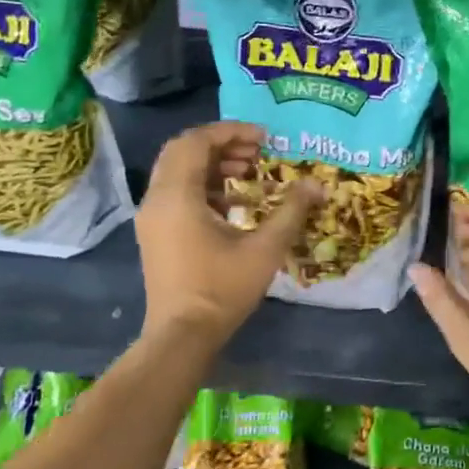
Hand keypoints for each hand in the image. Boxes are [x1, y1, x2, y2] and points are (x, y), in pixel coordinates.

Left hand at [136, 122, 321, 348]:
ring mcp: (152, 218)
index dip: (230, 132)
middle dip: (220, 144)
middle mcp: (157, 199)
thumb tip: (316, 184)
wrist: (182, 336)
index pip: (196, 142)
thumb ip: (291, 211)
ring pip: (178, 171)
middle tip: (256, 151)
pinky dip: (203, 186)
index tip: (264, 137)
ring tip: (248, 172)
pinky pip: (176, 193)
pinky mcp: (155, 234)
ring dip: (212, 164)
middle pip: (182, 151)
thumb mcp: (265, 249)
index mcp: (177, 196)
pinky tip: (234, 203)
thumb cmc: (221, 289)